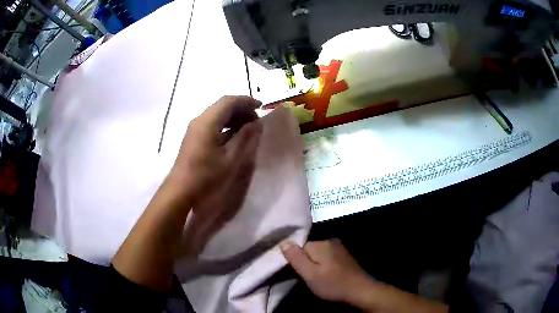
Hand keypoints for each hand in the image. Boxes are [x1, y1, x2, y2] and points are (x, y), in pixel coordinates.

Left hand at [169, 96, 262, 256]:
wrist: (181, 191)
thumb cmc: (206, 176)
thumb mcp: (231, 158)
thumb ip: (245, 137)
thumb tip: (256, 123)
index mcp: (208, 122)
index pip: (229, 101)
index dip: (246, 101)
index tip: (261, 107)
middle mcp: (199, 120)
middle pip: (222, 106)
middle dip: (241, 109)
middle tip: (256, 121)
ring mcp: (194, 129)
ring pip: (216, 114)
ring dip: (233, 117)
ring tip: (248, 128)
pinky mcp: (193, 138)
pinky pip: (211, 123)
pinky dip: (225, 125)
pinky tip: (233, 136)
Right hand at [280, 239, 373, 303]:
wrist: (360, 290)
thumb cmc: (333, 284)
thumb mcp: (310, 274)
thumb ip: (296, 258)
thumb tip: (284, 242)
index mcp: (320, 244)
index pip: (298, 247)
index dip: (294, 260)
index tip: (296, 273)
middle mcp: (329, 241)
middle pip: (307, 249)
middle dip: (304, 262)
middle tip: (306, 278)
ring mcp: (338, 247)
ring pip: (317, 254)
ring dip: (313, 264)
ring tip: (316, 278)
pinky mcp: (344, 255)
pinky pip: (326, 256)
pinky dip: (323, 265)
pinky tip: (326, 275)